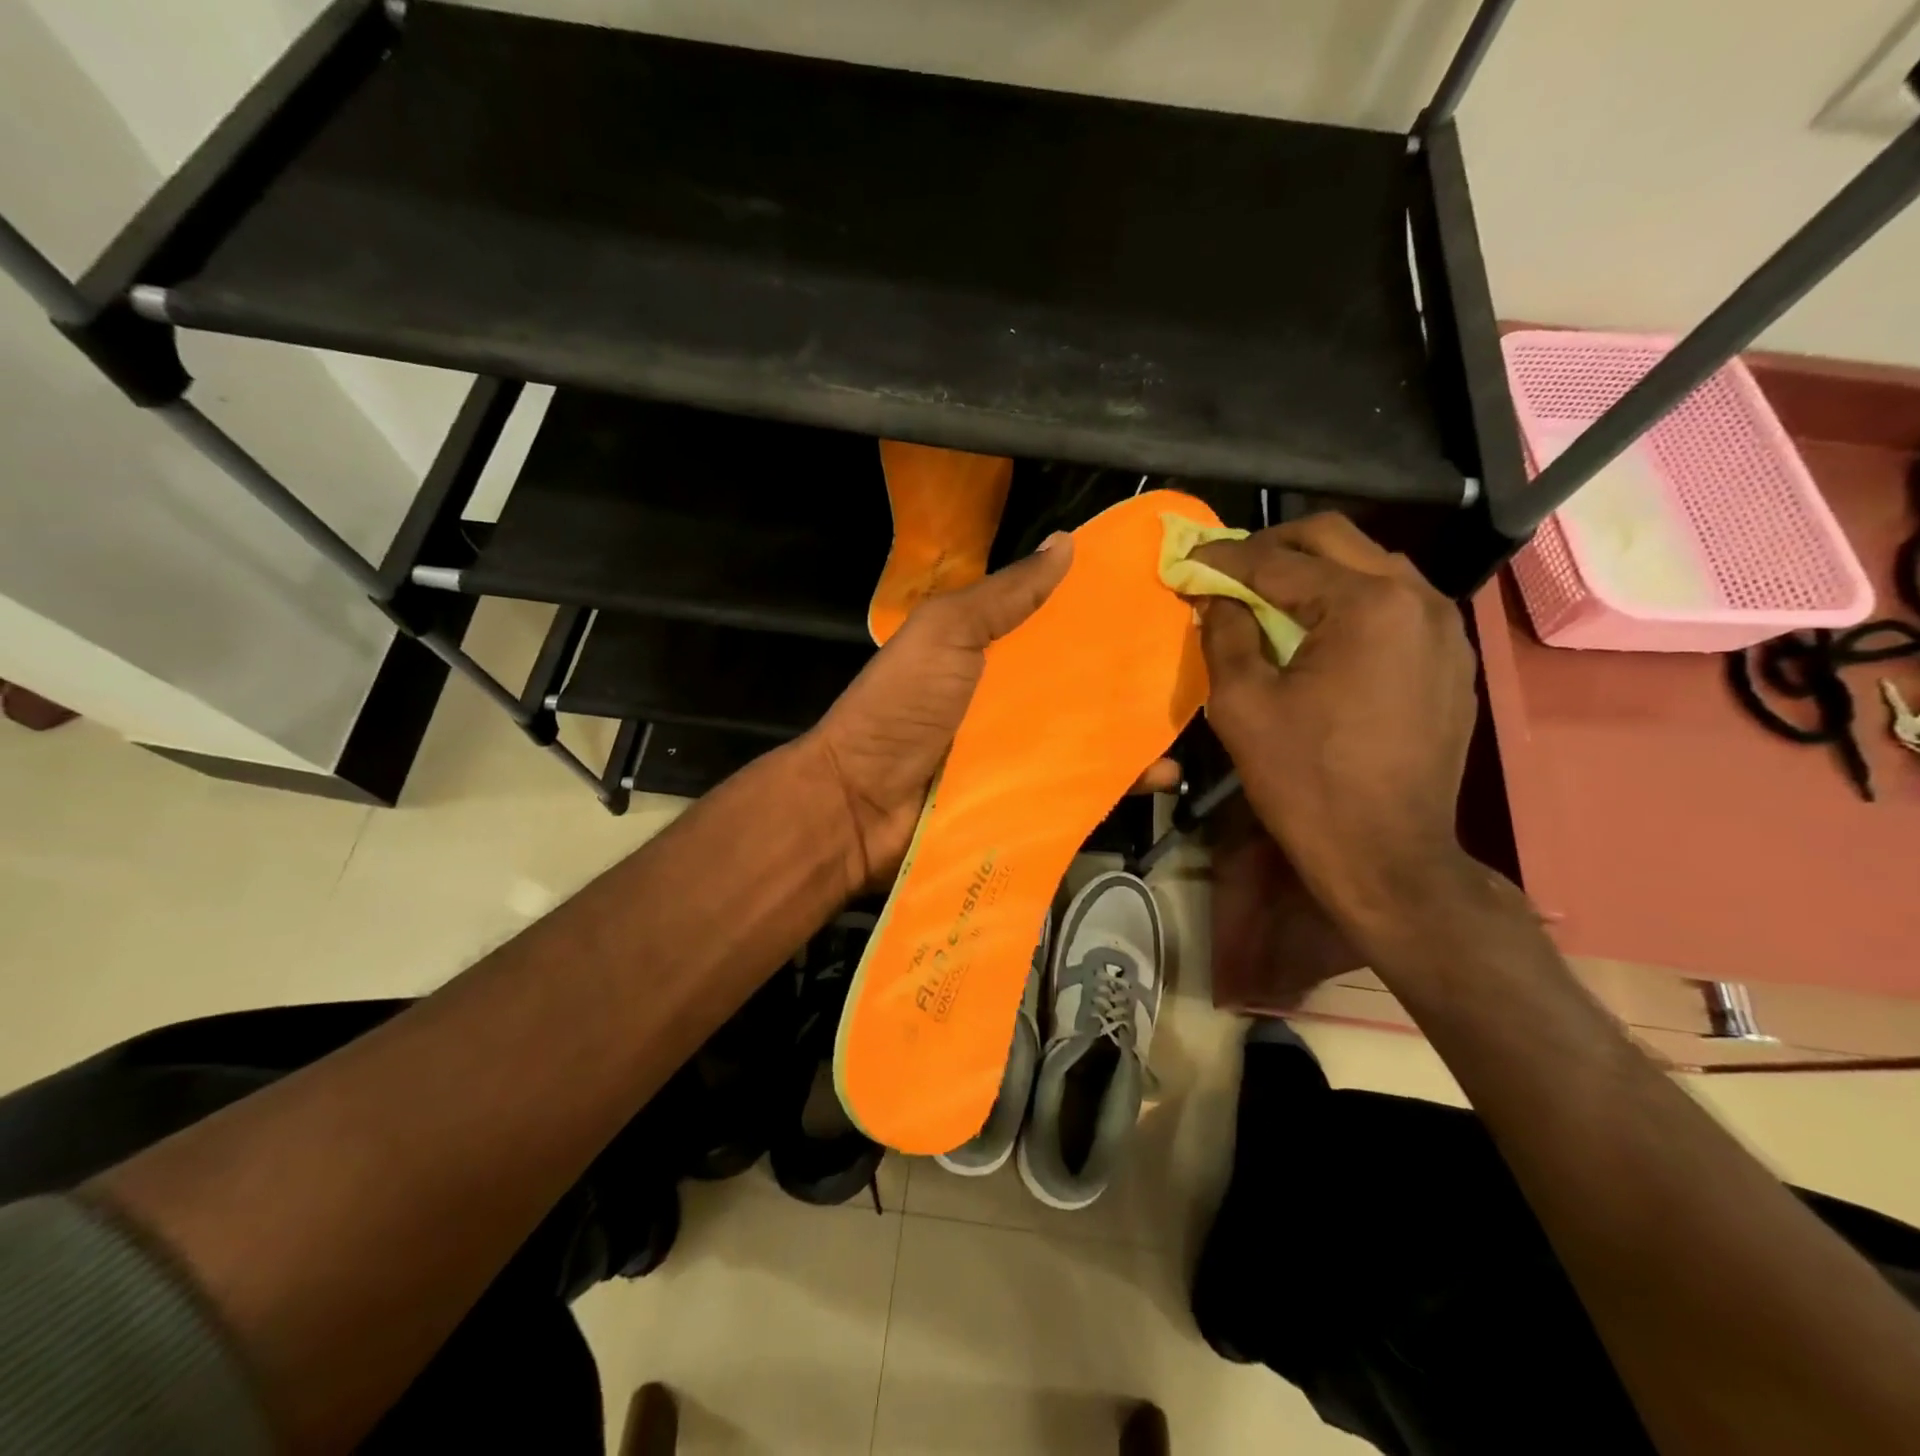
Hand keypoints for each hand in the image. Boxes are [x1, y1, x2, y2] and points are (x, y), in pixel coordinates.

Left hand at [804, 536, 1178, 889]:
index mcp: (994, 652)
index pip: (1059, 625)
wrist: (860, 804)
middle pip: (1083, 681)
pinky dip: (1120, 781)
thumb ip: (1004, 595)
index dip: (1104, 611)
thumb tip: (1067, 544)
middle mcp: (1014, 699)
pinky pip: (1082, 786)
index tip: (1164, 595)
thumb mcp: (946, 633)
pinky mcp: (1029, 799)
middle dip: (1134, 672)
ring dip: (1138, 728)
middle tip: (1199, 659)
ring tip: (1197, 715)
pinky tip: (1163, 773)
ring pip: (1092, 734)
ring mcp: (1023, 752)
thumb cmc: (902, 706)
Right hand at [1190, 513, 1478, 940]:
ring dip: (1314, 571)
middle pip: (1334, 539)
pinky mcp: (1450, 659)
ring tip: (1269, 598)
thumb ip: (1225, 635)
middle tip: (1227, 570)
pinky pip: (1395, 604)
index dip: (1224, 558)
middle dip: (1272, 547)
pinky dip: (1349, 601)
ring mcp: (1444, 628)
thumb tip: (1216, 597)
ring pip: (1370, 566)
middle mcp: (1417, 598)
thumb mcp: (1242, 706)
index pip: (1279, 560)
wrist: (1387, 856)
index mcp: (1366, 605)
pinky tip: (1319, 633)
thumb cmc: (1305, 782)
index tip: (1187, 560)